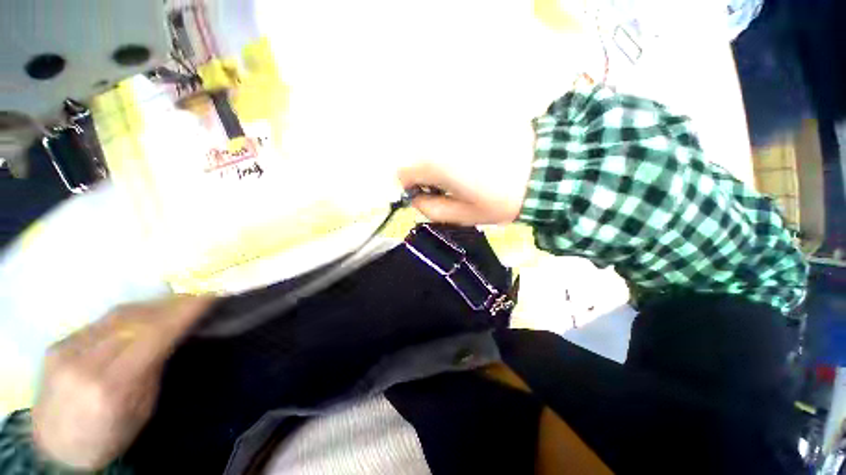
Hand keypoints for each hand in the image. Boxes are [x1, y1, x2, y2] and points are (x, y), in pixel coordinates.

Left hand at [31, 296, 213, 469]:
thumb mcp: (129, 429)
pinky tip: (123, 328)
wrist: (56, 436)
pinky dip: (115, 323)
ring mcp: (68, 345)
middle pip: (127, 320)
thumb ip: (143, 387)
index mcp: (108, 391)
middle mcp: (86, 361)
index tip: (200, 295)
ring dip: (139, 311)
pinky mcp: (59, 340)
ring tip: (159, 309)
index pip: (146, 343)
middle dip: (159, 306)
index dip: (174, 316)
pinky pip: (94, 326)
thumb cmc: (97, 445)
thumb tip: (158, 352)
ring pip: (110, 318)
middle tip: (184, 298)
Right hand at [397, 123, 535, 225]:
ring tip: (475, 166)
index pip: (402, 172)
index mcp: (432, 161)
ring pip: (438, 139)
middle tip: (457, 183)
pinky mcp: (476, 114)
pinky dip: (463, 139)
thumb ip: (432, 210)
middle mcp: (438, 135)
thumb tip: (417, 199)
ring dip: (446, 153)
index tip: (433, 194)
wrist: (545, 168)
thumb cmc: (503, 197)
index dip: (414, 186)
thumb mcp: (466, 215)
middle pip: (419, 153)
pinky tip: (485, 150)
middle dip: (430, 169)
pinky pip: (458, 128)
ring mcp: (457, 121)